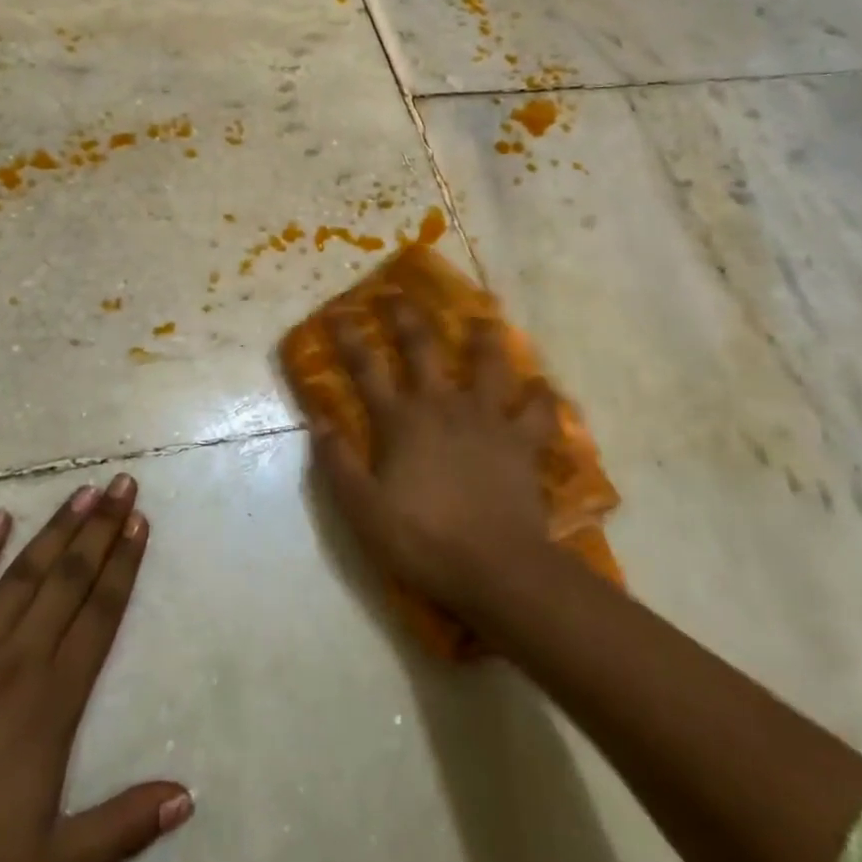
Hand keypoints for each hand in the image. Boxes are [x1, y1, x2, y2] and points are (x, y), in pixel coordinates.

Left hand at [0, 474, 191, 861]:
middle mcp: (19, 658)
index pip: (100, 613)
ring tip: (83, 491)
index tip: (141, 523)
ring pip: (24, 573)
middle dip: (102, 528)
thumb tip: (188, 797)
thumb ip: (123, 828)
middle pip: (70, 579)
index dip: (124, 565)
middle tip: (124, 484)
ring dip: (57, 528)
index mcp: (55, 699)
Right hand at [312, 291, 558, 617]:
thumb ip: (337, 462)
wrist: (495, 568)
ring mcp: (487, 419)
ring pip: (489, 364)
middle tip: (400, 293)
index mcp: (401, 420)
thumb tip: (317, 421)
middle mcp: (443, 405)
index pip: (366, 369)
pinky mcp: (523, 441)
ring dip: (484, 338)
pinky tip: (543, 386)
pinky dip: (542, 397)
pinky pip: (538, 411)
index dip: (349, 338)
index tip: (338, 312)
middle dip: (408, 317)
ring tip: (484, 319)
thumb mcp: (362, 508)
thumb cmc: (422, 540)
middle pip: (423, 348)